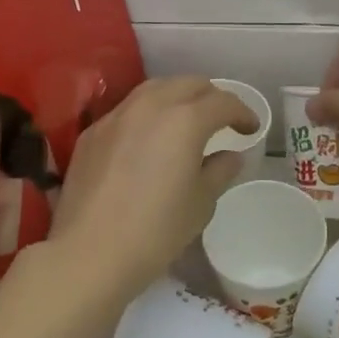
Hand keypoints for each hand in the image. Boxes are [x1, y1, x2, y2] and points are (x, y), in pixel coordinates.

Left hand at [49, 77, 256, 305]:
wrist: (88, 254)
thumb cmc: (156, 231)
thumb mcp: (200, 204)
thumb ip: (219, 171)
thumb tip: (230, 156)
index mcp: (186, 120)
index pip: (223, 102)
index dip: (242, 112)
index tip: (250, 129)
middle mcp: (151, 105)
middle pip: (189, 84)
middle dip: (211, 97)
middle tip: (221, 120)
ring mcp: (117, 115)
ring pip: (155, 89)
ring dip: (177, 98)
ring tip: (185, 121)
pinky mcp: (93, 132)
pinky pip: (128, 110)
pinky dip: (147, 114)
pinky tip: (147, 139)